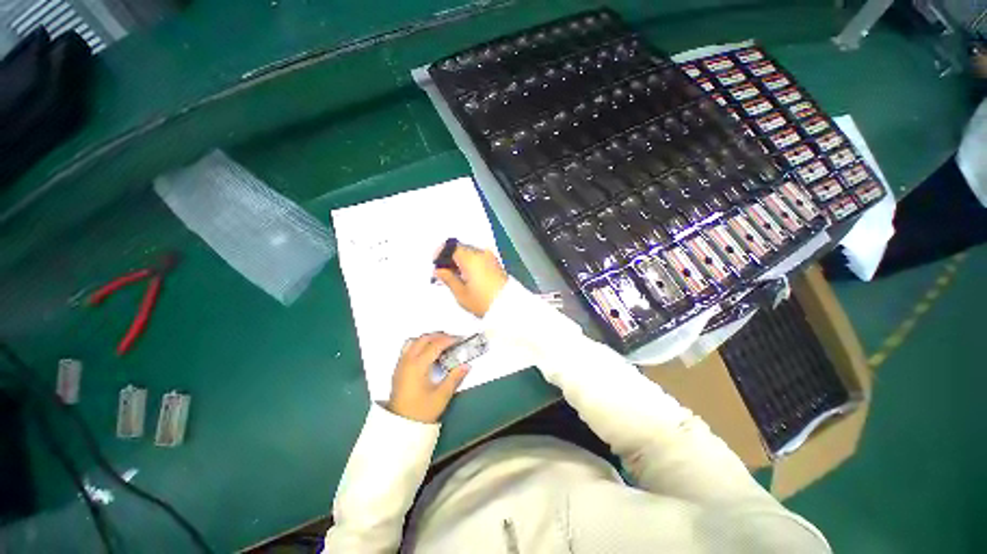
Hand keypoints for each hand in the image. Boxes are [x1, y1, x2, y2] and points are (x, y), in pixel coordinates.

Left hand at [387, 333, 468, 422]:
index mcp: (417, 366)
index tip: (460, 339)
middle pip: (423, 339)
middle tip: (452, 339)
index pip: (435, 345)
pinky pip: (408, 348)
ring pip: (413, 341)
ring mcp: (401, 364)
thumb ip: (454, 378)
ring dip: (428, 338)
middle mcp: (407, 361)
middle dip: (438, 335)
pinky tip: (427, 352)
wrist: (400, 426)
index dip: (448, 340)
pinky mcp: (398, 369)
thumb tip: (466, 365)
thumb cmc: (421, 411)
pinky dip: (419, 344)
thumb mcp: (441, 396)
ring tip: (440, 343)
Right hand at [433, 242, 507, 316]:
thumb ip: (448, 278)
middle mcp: (481, 253)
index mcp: (471, 258)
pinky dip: (470, 263)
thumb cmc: (482, 301)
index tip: (435, 263)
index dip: (441, 253)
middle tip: (443, 272)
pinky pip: (479, 258)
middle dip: (450, 258)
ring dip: (460, 261)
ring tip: (454, 276)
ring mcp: (490, 258)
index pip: (452, 247)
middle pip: (461, 248)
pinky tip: (466, 276)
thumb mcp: (461, 293)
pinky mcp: (496, 264)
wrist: (508, 307)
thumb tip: (438, 270)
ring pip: (470, 253)